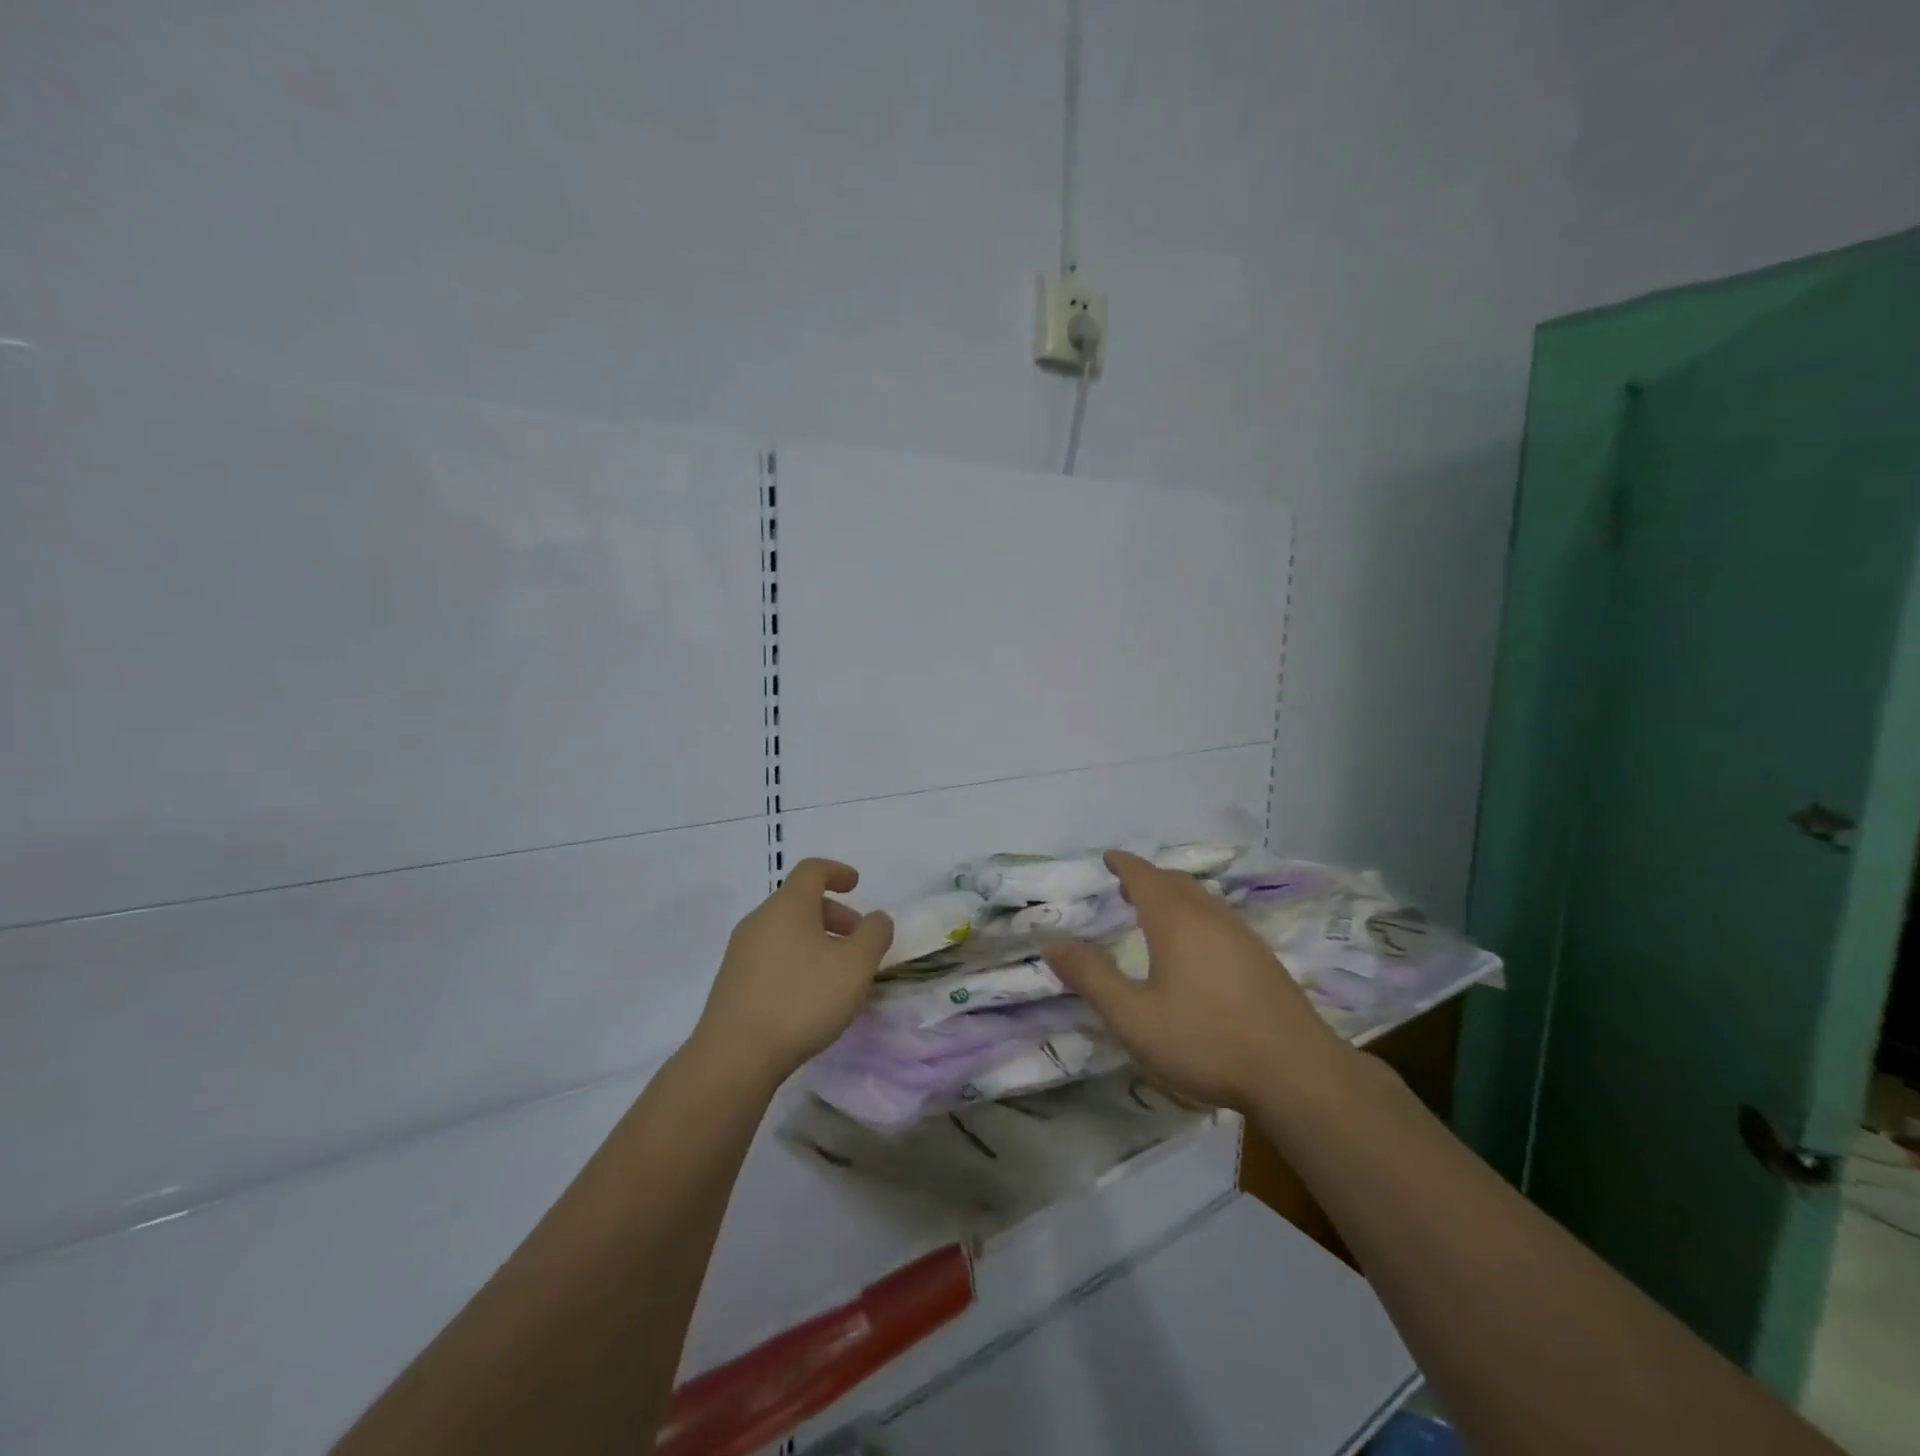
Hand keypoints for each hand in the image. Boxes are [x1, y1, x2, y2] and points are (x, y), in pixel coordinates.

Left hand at [693, 859, 894, 1084]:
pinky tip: (809, 996)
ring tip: (838, 973)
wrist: (735, 1056)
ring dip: (816, 940)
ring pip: (785, 931)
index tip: (856, 885)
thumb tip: (877, 918)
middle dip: (833, 914)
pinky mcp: (732, 982)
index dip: (837, 871)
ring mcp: (741, 952)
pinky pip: (771, 956)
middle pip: (799, 902)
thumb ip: (873, 935)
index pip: (812, 870)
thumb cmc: (802, 1000)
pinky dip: (796, 961)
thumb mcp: (854, 966)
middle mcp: (759, 920)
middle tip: (857, 940)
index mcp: (788, 906)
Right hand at [1042, 850, 1350, 1109]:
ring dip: (1175, 896)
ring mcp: (1243, 935)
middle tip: (1125, 887)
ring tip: (1156, 914)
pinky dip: (1197, 916)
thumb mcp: (1132, 1016)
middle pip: (1175, 882)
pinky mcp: (1263, 959)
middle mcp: (1210, 916)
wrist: (1296, 1073)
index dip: (1124, 864)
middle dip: (1148, 878)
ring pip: (1202, 899)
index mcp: (1176, 920)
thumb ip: (1091, 977)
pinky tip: (1198, 949)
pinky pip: (1220, 919)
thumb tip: (1052, 943)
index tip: (1108, 858)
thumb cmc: (1205, 1040)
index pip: (1144, 876)